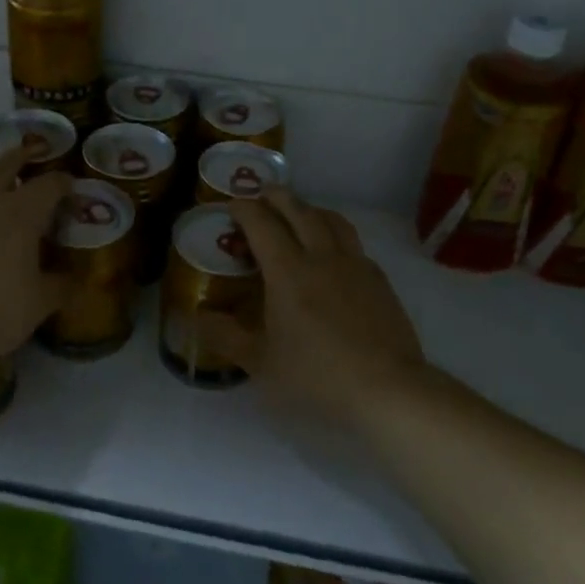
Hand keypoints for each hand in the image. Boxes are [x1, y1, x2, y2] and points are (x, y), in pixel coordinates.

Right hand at [198, 189, 426, 426]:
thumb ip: (226, 336)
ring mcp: (355, 264)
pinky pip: (352, 242)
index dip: (244, 209)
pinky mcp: (379, 279)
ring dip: (309, 208)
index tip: (232, 206)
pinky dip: (335, 233)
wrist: (387, 389)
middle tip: (262, 194)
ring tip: (298, 212)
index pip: (262, 224)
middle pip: (298, 210)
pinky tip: (332, 252)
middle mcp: (321, 256)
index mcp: (288, 271)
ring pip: (331, 219)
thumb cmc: (317, 376)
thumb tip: (196, 317)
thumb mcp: (261, 363)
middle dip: (276, 196)